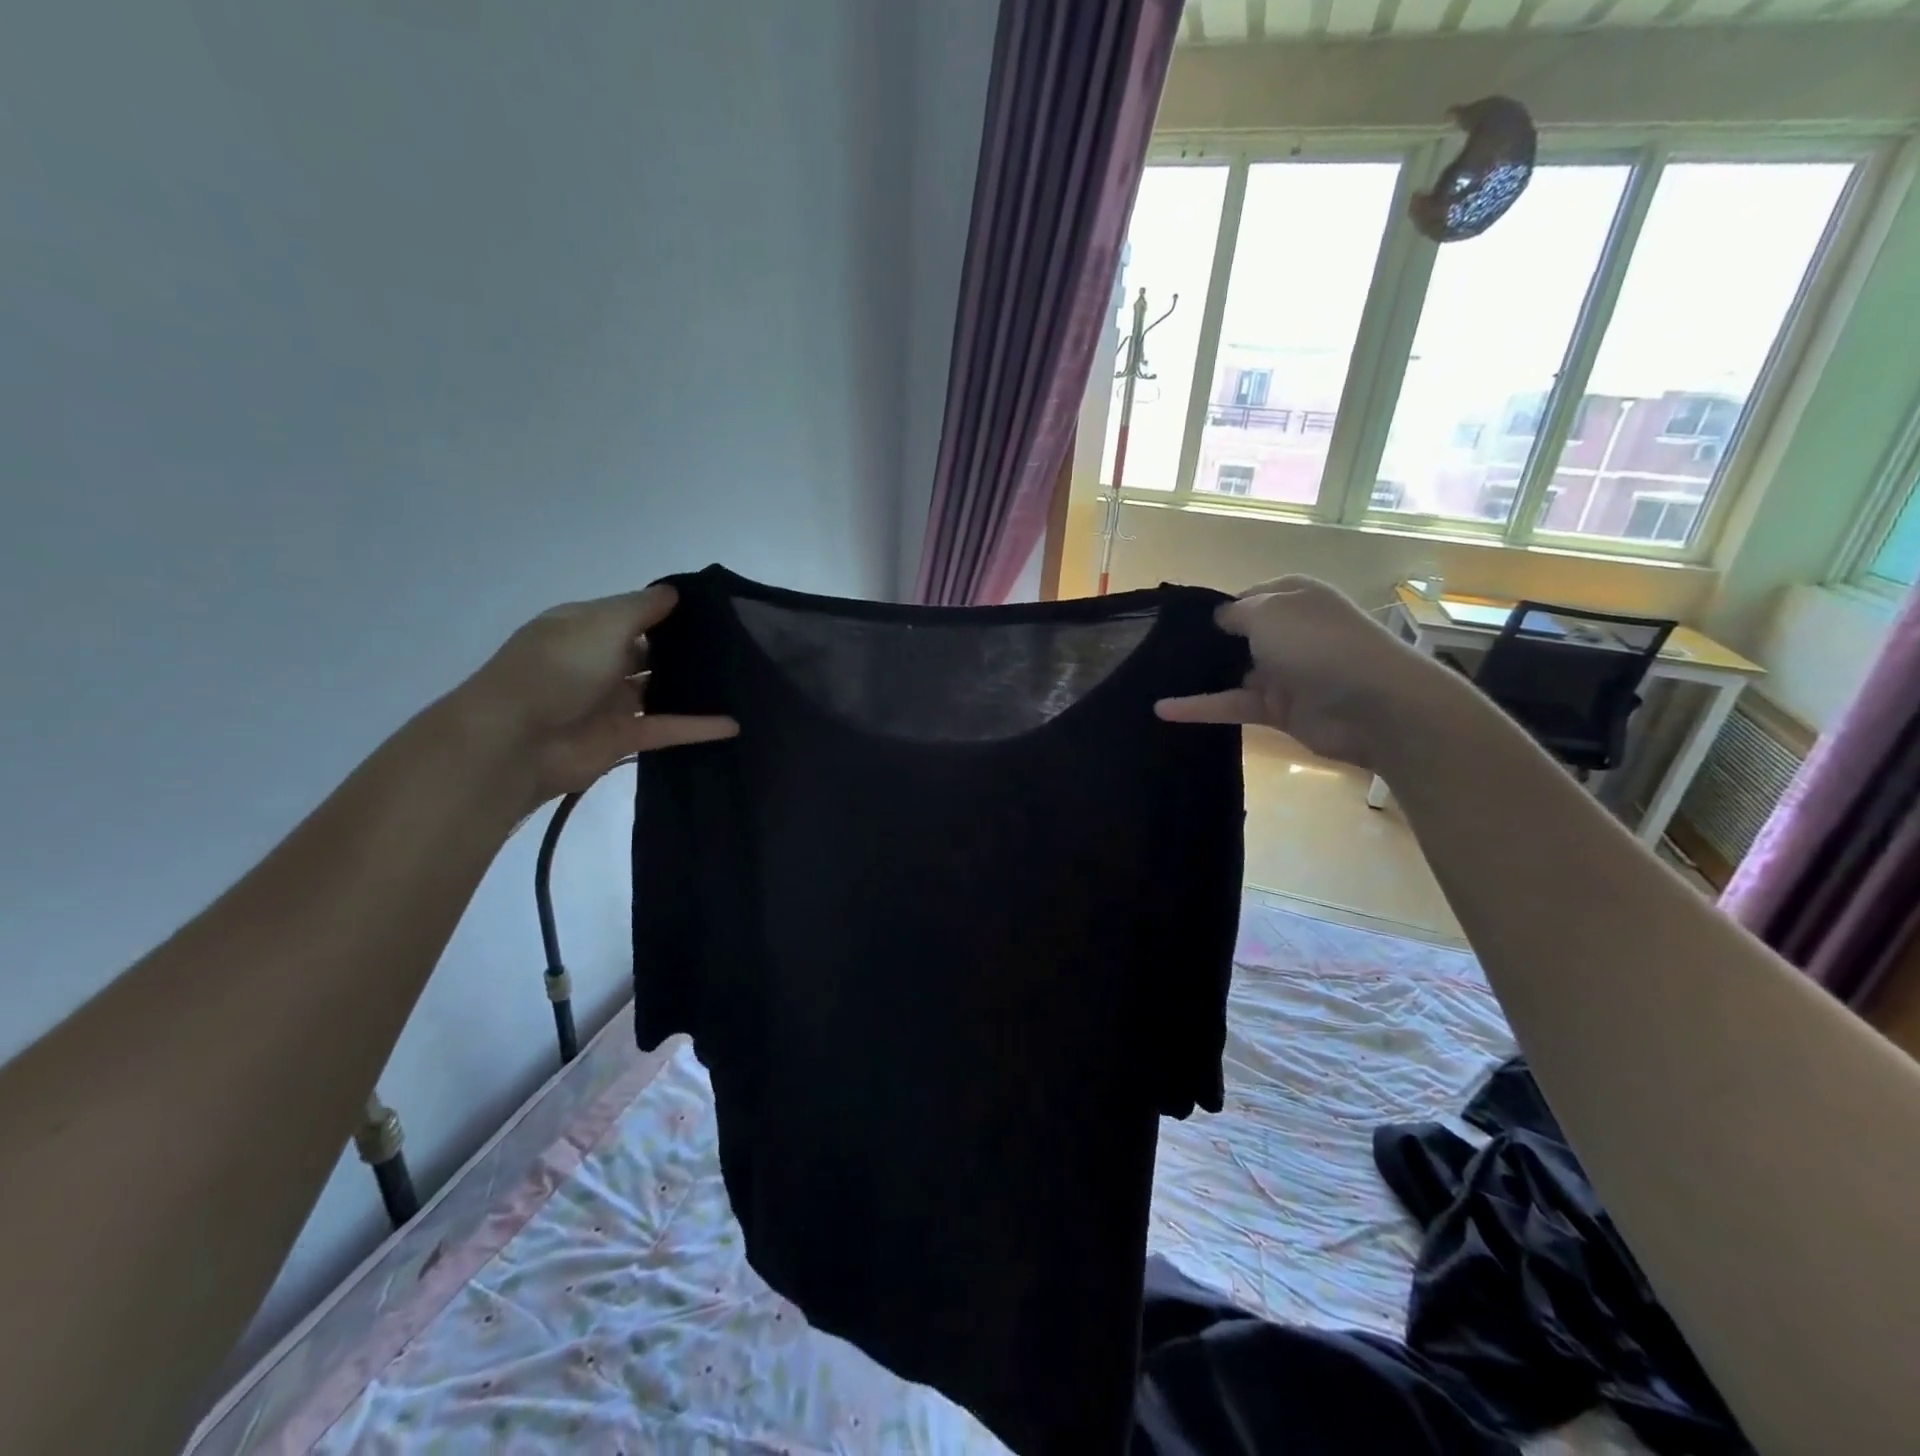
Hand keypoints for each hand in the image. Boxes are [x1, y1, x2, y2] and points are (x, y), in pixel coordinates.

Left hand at [458, 585, 737, 806]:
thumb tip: (674, 592)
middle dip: (683, 649)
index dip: (667, 611)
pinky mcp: (622, 738)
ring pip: (658, 691)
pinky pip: (666, 728)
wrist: (516, 740)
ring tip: (738, 680)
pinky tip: (735, 724)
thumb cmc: (559, 668)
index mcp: (584, 629)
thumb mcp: (602, 623)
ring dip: (691, 688)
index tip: (713, 611)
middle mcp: (597, 662)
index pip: (631, 614)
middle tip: (735, 645)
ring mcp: (609, 702)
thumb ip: (643, 608)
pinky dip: (698, 727)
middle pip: (647, 652)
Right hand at [1155, 576, 1442, 771]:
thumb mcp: (1269, 612)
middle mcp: (1288, 632)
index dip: (1215, 609)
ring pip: (1232, 673)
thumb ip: (1236, 613)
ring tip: (1152, 679)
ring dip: (1198, 676)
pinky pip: (1232, 704)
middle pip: (1238, 637)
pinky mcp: (1278, 709)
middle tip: (1155, 651)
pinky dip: (1200, 707)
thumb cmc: (1319, 644)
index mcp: (1293, 598)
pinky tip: (1162, 710)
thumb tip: (1219, 619)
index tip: (1175, 623)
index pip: (1246, 598)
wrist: (1373, 704)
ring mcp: (1284, 672)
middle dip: (1203, 643)